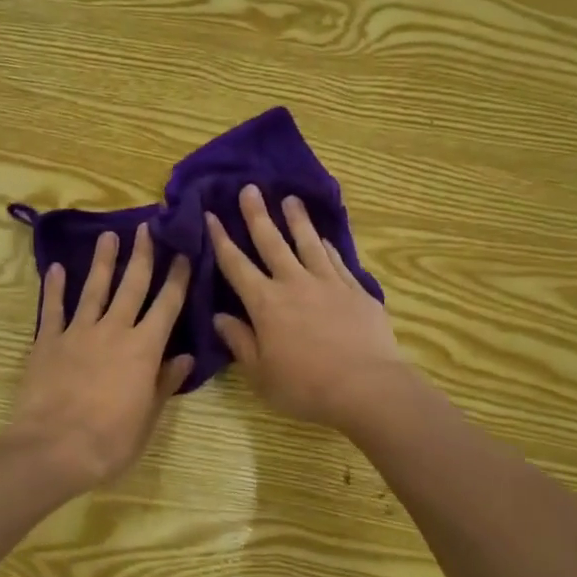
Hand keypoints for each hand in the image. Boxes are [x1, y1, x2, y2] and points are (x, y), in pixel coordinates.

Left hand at [6, 225, 193, 490]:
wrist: (54, 448)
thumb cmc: (110, 441)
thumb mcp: (148, 418)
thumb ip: (164, 383)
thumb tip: (185, 357)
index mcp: (143, 349)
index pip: (167, 306)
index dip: (177, 278)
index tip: (183, 253)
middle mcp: (113, 331)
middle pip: (132, 286)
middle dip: (142, 255)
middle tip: (147, 227)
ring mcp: (78, 332)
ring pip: (94, 289)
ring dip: (103, 261)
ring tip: (109, 235)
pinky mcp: (47, 341)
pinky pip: (52, 309)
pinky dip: (55, 288)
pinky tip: (58, 268)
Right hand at [207, 185, 408, 431]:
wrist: (366, 387)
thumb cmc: (305, 386)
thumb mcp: (260, 373)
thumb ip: (239, 341)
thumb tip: (220, 317)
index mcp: (265, 303)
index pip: (236, 265)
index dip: (221, 239)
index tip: (210, 215)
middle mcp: (293, 283)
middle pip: (271, 242)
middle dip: (257, 214)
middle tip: (250, 188)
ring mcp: (327, 283)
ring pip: (308, 243)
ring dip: (297, 220)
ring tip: (291, 199)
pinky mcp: (355, 290)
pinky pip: (336, 260)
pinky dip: (327, 246)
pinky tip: (323, 238)